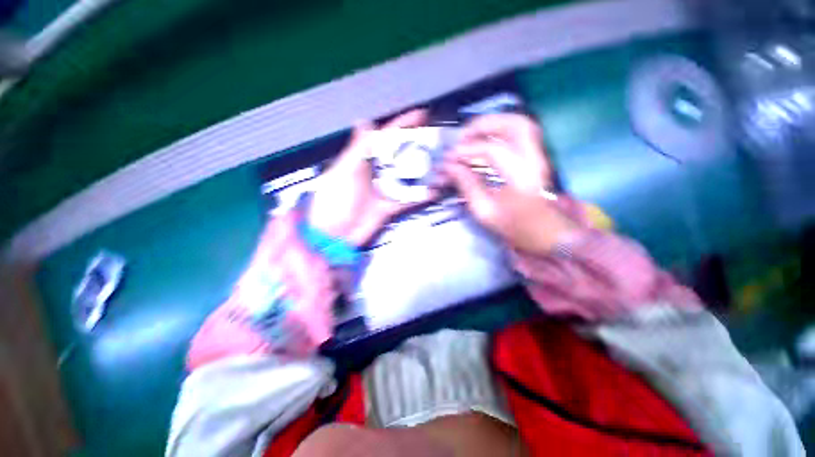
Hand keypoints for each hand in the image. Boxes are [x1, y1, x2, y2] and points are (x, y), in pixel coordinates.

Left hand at [308, 109, 434, 246]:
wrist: (333, 235)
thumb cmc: (333, 202)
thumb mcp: (343, 171)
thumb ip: (358, 149)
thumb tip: (364, 123)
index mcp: (363, 160)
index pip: (386, 138)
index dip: (403, 125)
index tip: (420, 115)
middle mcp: (376, 173)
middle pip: (401, 156)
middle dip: (419, 148)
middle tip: (437, 142)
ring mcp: (384, 190)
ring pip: (407, 178)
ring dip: (423, 173)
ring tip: (440, 165)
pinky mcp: (389, 206)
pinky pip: (407, 199)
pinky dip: (420, 196)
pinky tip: (432, 190)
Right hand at [442, 114, 574, 253]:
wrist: (546, 233)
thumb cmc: (515, 226)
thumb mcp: (485, 210)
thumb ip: (467, 185)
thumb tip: (450, 167)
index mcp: (521, 176)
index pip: (492, 151)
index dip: (467, 151)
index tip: (449, 158)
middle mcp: (533, 159)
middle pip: (514, 124)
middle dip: (483, 125)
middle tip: (462, 137)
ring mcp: (538, 155)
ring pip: (519, 124)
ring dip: (492, 124)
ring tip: (471, 136)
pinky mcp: (536, 157)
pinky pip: (519, 133)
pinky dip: (499, 131)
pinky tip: (484, 140)